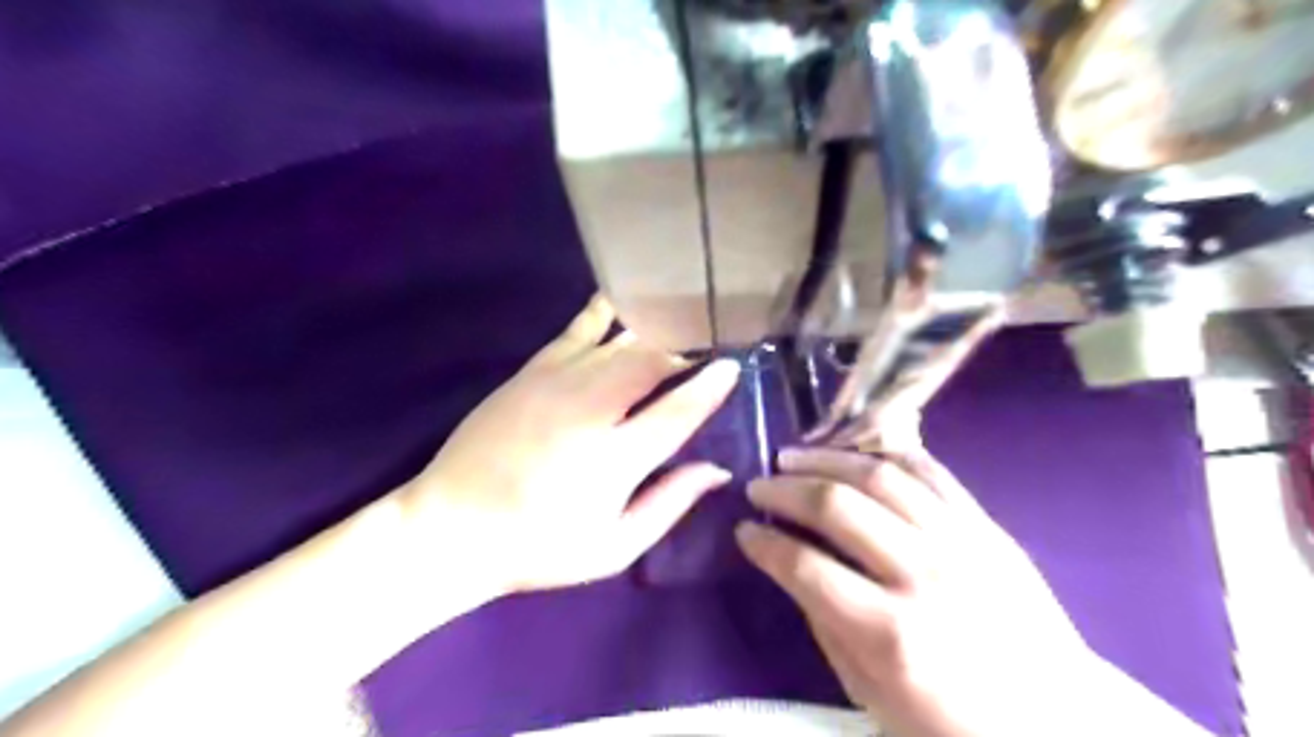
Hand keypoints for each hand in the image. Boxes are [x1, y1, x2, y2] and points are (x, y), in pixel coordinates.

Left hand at [395, 292, 743, 593]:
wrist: (451, 527)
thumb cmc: (539, 546)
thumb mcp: (613, 548)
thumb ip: (669, 504)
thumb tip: (717, 469)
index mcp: (614, 459)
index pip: (677, 411)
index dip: (710, 386)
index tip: (733, 365)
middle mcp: (590, 409)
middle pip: (651, 363)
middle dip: (684, 354)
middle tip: (701, 356)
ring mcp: (557, 382)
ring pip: (621, 342)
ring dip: (655, 335)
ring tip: (678, 330)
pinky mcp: (531, 370)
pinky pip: (578, 329)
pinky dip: (605, 311)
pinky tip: (624, 299)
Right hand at [737, 448, 1100, 735]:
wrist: (1060, 724)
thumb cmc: (954, 724)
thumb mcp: (872, 696)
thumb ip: (827, 625)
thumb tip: (792, 567)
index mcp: (891, 634)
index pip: (805, 566)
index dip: (764, 543)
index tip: (744, 531)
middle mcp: (923, 575)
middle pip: (837, 506)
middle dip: (784, 489)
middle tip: (758, 486)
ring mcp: (962, 542)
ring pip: (880, 475)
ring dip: (826, 459)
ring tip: (793, 456)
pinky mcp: (987, 526)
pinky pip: (930, 471)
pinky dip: (886, 453)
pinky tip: (855, 453)